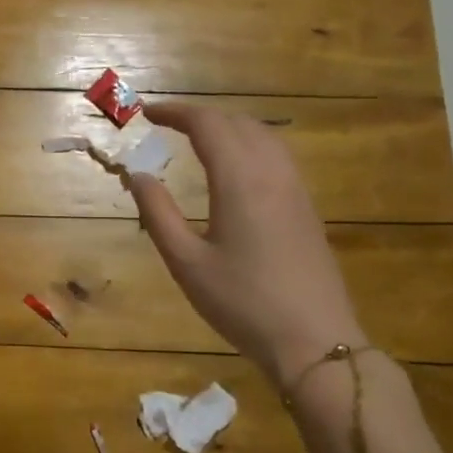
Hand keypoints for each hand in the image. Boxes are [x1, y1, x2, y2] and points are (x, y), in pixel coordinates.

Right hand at [127, 101, 363, 387]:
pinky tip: (235, 169)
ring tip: (198, 140)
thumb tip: (138, 175)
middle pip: (239, 123)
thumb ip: (158, 214)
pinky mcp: (307, 208)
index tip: (147, 113)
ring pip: (264, 136)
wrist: (314, 341)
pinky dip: (249, 145)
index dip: (176, 112)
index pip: (208, 125)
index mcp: (240, 180)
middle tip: (168, 125)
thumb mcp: (186, 262)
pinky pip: (278, 156)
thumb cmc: (242, 303)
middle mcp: (273, 173)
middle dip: (201, 116)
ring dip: (229, 128)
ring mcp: (296, 190)